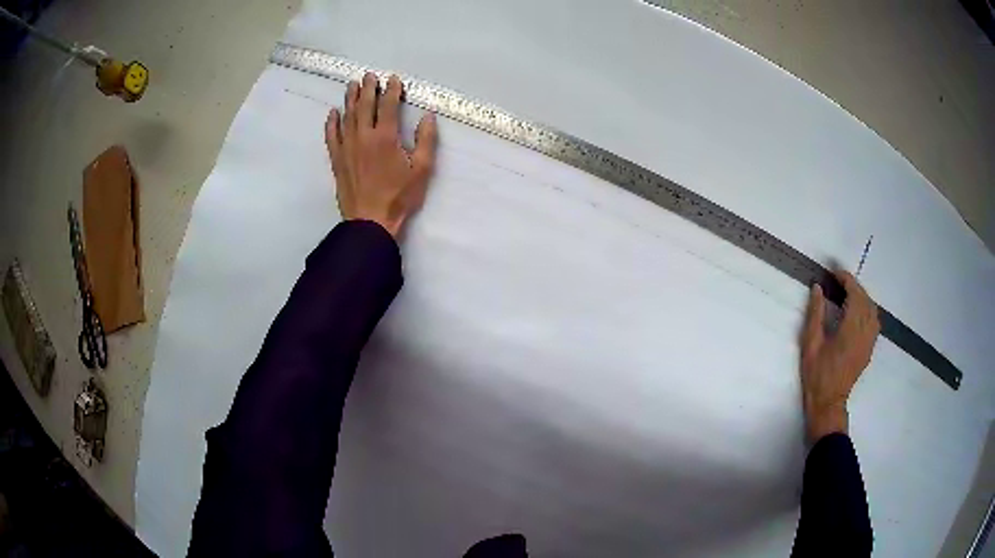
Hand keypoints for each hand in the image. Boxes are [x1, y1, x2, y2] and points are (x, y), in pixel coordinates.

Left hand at [325, 72, 438, 237]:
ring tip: (352, 85)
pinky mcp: (337, 160)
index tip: (393, 79)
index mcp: (385, 137)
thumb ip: (426, 140)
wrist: (370, 221)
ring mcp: (347, 148)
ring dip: (350, 99)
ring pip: (347, 117)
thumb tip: (428, 116)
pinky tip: (332, 113)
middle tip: (369, 75)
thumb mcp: (422, 169)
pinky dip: (331, 123)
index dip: (391, 90)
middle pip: (364, 106)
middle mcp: (363, 136)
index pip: (387, 105)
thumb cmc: (399, 196)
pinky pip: (331, 136)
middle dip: (368, 88)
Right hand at [799, 271, 879, 441]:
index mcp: (850, 330)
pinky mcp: (869, 348)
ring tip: (848, 294)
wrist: (828, 402)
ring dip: (862, 297)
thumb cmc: (817, 374)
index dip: (846, 280)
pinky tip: (858, 311)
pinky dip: (868, 309)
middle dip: (854, 286)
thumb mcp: (810, 343)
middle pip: (865, 300)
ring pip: (872, 310)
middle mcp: (864, 333)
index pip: (855, 295)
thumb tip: (818, 288)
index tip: (835, 273)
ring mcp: (869, 341)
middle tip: (839, 281)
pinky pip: (874, 321)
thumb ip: (815, 314)